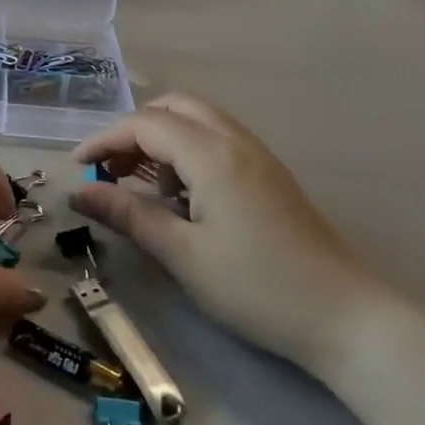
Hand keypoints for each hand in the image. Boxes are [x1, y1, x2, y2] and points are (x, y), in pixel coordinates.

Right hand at [72, 94, 389, 377]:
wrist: (346, 318)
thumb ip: (129, 215)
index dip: (105, 140)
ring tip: (143, 186)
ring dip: (161, 138)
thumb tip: (80, 192)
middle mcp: (235, 140)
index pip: (145, 124)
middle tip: (111, 170)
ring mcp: (257, 154)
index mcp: (212, 154)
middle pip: (173, 107)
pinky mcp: (269, 173)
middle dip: (134, 130)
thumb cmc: (257, 288)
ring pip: (197, 120)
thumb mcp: (183, 255)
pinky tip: (183, 196)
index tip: (77, 168)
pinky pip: (216, 140)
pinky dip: (187, 151)